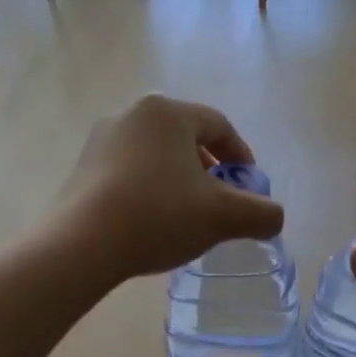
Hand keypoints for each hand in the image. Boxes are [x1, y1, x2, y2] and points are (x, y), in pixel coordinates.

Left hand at [57, 95, 284, 282]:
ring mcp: (101, 139)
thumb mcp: (224, 216)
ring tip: (188, 214)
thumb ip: (261, 213)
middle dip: (210, 169)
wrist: (82, 244)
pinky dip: (150, 189)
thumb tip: (273, 217)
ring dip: (180, 180)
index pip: (219, 126)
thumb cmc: (160, 215)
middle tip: (221, 201)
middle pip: (186, 138)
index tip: (250, 187)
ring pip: (157, 155)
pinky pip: (130, 171)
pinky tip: (153, 221)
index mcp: (167, 112)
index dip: (242, 156)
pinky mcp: (82, 167)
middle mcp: (132, 114)